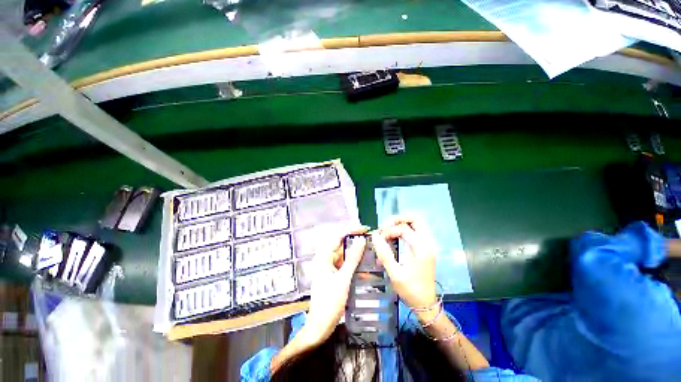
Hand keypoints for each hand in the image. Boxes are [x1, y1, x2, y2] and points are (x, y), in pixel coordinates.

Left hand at [299, 225, 368, 345]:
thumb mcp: (343, 278)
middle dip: (356, 243)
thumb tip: (361, 240)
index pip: (338, 237)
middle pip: (342, 246)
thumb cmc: (330, 301)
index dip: (351, 231)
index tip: (364, 229)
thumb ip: (352, 258)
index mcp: (324, 257)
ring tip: (371, 252)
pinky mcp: (335, 276)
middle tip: (371, 240)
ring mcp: (330, 268)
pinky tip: (367, 269)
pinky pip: (346, 267)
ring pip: (345, 257)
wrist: (321, 326)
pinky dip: (355, 267)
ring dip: (357, 256)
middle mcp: (326, 260)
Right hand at [371, 216, 437, 311]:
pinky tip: (395, 237)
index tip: (379, 240)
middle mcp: (428, 243)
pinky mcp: (427, 248)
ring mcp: (429, 245)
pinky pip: (417, 231)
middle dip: (398, 219)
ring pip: (417, 224)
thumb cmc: (410, 290)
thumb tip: (374, 236)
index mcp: (421, 248)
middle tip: (385, 226)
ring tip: (388, 230)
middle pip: (415, 219)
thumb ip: (384, 253)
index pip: (403, 229)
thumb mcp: (395, 273)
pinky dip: (405, 229)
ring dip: (402, 223)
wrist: (426, 304)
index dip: (388, 231)